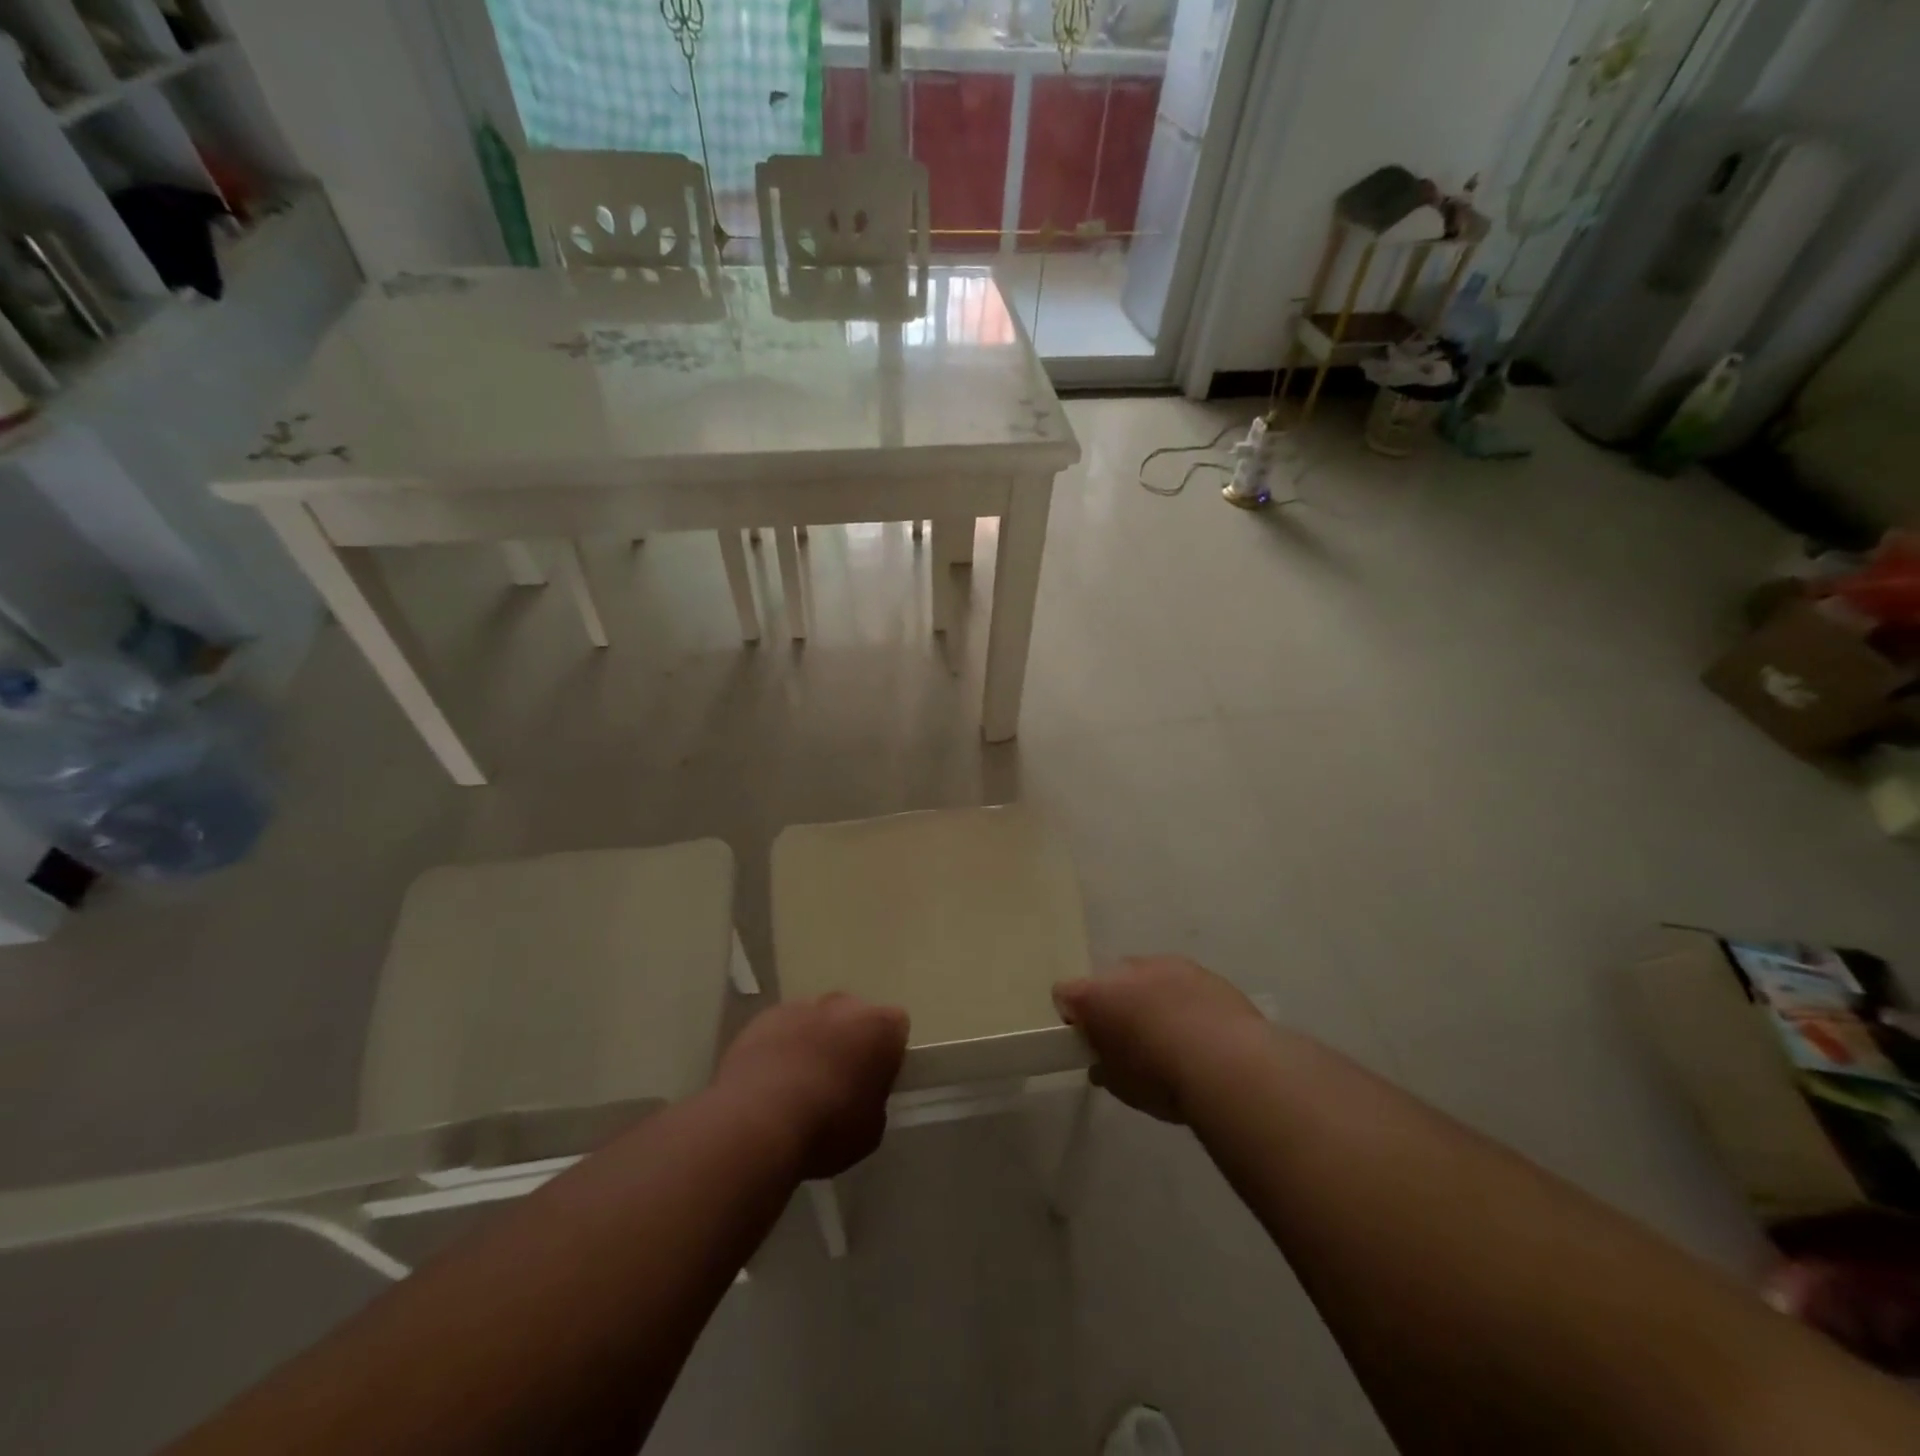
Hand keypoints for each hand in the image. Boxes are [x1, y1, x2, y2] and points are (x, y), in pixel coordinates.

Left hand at [715, 995, 908, 1178]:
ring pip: (816, 1020)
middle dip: (850, 1041)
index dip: (888, 1053)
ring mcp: (801, 1007)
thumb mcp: (870, 1130)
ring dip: (813, 1042)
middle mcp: (843, 1005)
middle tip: (838, 1081)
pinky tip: (768, 1082)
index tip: (876, 1080)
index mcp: (879, 1027)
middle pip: (854, 1016)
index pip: (896, 1026)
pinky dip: (780, 1047)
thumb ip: (874, 1100)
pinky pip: (781, 1029)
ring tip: (797, 1085)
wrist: (756, 1123)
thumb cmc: (826, 1128)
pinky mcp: (764, 1018)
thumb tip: (863, 1094)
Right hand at [1054, 956, 1267, 1123]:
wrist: (1229, 1066)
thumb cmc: (1162, 1079)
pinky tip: (1201, 1031)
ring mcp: (1168, 965)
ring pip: (1147, 977)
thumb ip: (1105, 1066)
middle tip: (1130, 1040)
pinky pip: (1182, 983)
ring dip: (1150, 998)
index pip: (1064, 993)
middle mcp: (1127, 969)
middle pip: (1108, 981)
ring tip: (1171, 1036)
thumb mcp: (1121, 1085)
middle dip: (1115, 1004)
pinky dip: (1183, 1001)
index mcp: (1096, 994)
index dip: (1072, 1017)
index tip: (1088, 1041)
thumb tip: (1102, 1063)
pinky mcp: (1204, 971)